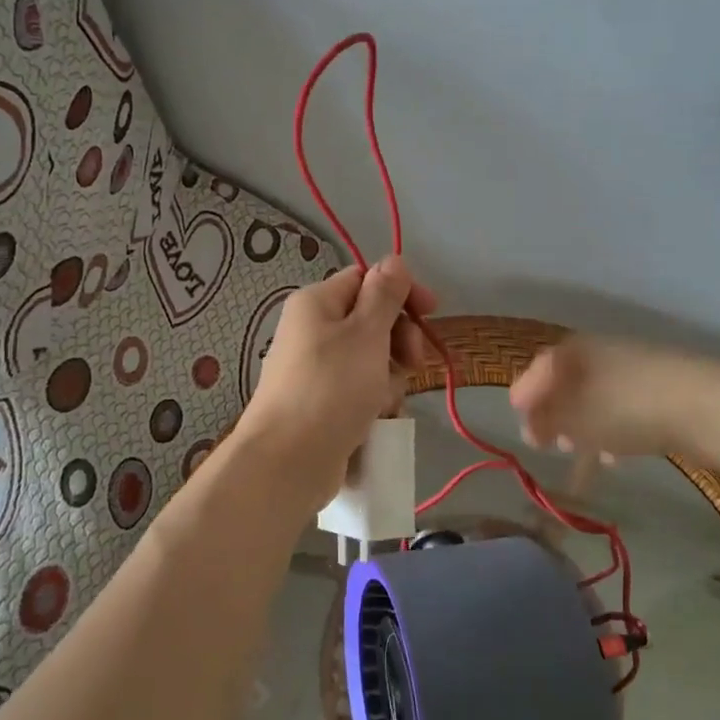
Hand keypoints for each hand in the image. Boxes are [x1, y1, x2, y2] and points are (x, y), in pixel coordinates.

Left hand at [240, 256, 436, 504]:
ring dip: (389, 374)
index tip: (432, 312)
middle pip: (370, 319)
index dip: (401, 291)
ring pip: (370, 358)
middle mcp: (312, 330)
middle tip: (412, 362)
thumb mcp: (366, 333)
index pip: (366, 278)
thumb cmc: (331, 387)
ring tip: (385, 399)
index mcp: (316, 303)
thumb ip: (384, 294)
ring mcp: (316, 369)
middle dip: (398, 339)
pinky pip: (358, 389)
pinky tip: (377, 417)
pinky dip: (373, 399)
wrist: (288, 460)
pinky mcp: (321, 403)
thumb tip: (393, 259)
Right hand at [510, 336, 692, 459]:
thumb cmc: (625, 407)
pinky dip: (610, 429)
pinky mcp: (658, 390)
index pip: (536, 372)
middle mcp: (597, 352)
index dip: (525, 400)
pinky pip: (621, 409)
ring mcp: (631, 369)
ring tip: (580, 453)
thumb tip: (530, 426)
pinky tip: (614, 457)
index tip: (523, 428)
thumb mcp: (574, 418)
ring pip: (593, 399)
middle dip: (554, 415)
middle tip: (548, 444)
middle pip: (565, 384)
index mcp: (571, 351)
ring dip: (582, 426)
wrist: (706, 406)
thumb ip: (544, 422)